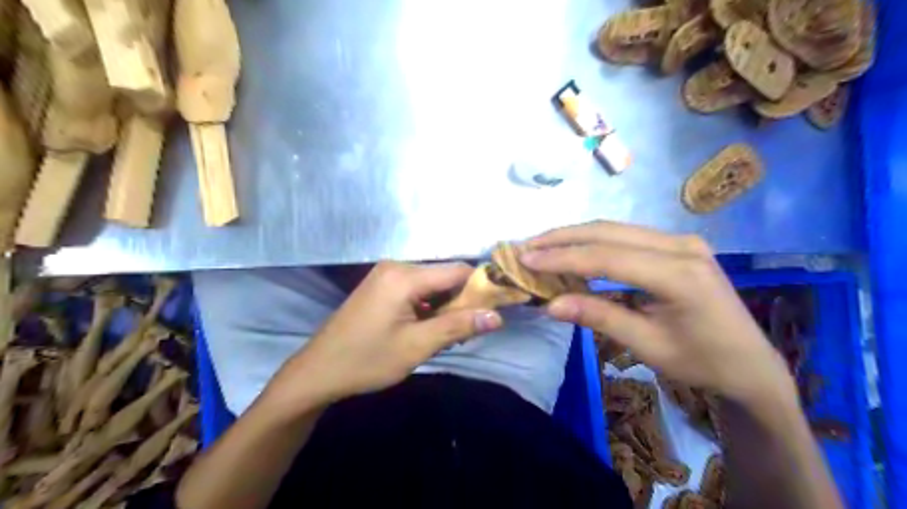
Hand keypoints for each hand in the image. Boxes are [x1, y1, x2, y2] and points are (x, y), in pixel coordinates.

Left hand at [266, 262, 502, 409]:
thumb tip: (497, 316)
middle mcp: (396, 266)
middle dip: (462, 300)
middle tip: (469, 330)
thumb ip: (458, 327)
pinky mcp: (381, 285)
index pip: (458, 271)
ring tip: (449, 334)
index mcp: (405, 276)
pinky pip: (416, 289)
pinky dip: (429, 305)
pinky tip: (428, 328)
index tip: (497, 307)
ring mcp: (386, 274)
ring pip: (432, 284)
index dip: (482, 287)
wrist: (318, 371)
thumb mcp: (417, 346)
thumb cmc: (367, 360)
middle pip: (445, 276)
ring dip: (445, 305)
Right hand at [520, 221, 795, 406]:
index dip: (562, 257)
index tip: (525, 259)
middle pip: (608, 232)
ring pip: (615, 229)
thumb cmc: (702, 362)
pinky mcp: (677, 246)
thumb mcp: (647, 345)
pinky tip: (574, 249)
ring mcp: (681, 241)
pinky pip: (627, 236)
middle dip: (562, 238)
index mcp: (678, 274)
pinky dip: (594, 242)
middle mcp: (680, 246)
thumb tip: (550, 305)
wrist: (751, 365)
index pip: (606, 257)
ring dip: (575, 236)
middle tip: (526, 246)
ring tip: (542, 245)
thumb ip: (599, 317)